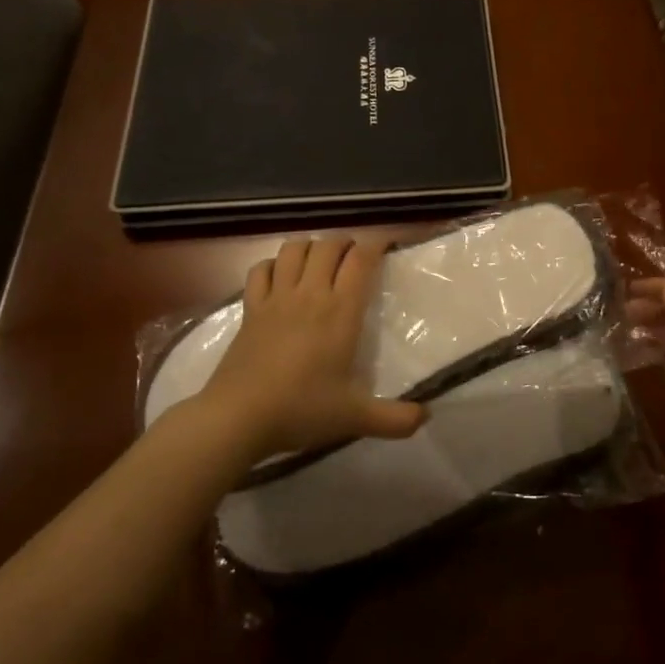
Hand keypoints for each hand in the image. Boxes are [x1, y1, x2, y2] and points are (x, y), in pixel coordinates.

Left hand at [197, 236, 424, 463]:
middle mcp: (310, 294)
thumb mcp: (355, 418)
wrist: (238, 416)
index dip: (376, 245)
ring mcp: (276, 298)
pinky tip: (279, 276)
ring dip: (310, 247)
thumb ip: (394, 419)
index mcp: (340, 312)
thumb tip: (426, 417)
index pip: (361, 260)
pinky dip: (273, 264)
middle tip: (354, 257)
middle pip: (328, 246)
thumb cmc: (301, 409)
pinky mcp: (250, 308)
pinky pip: (260, 270)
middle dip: (345, 243)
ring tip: (319, 261)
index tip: (386, 245)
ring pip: (293, 249)